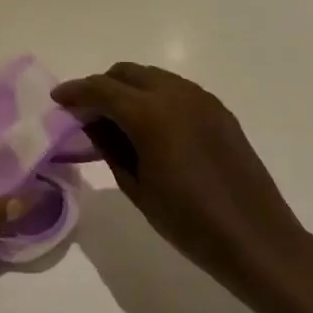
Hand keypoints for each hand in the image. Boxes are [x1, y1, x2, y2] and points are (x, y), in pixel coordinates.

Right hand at [52, 64, 306, 289]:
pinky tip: (149, 126)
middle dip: (101, 86)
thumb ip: (109, 146)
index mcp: (150, 113)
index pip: (101, 89)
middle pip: (127, 73)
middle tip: (84, 111)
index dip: (75, 91)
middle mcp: (176, 94)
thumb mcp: (136, 186)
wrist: (256, 239)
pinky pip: (176, 90)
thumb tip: (91, 123)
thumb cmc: (188, 221)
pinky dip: (153, 97)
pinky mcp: (219, 111)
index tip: (57, 99)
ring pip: (153, 77)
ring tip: (115, 119)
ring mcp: (202, 99)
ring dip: (128, 89)